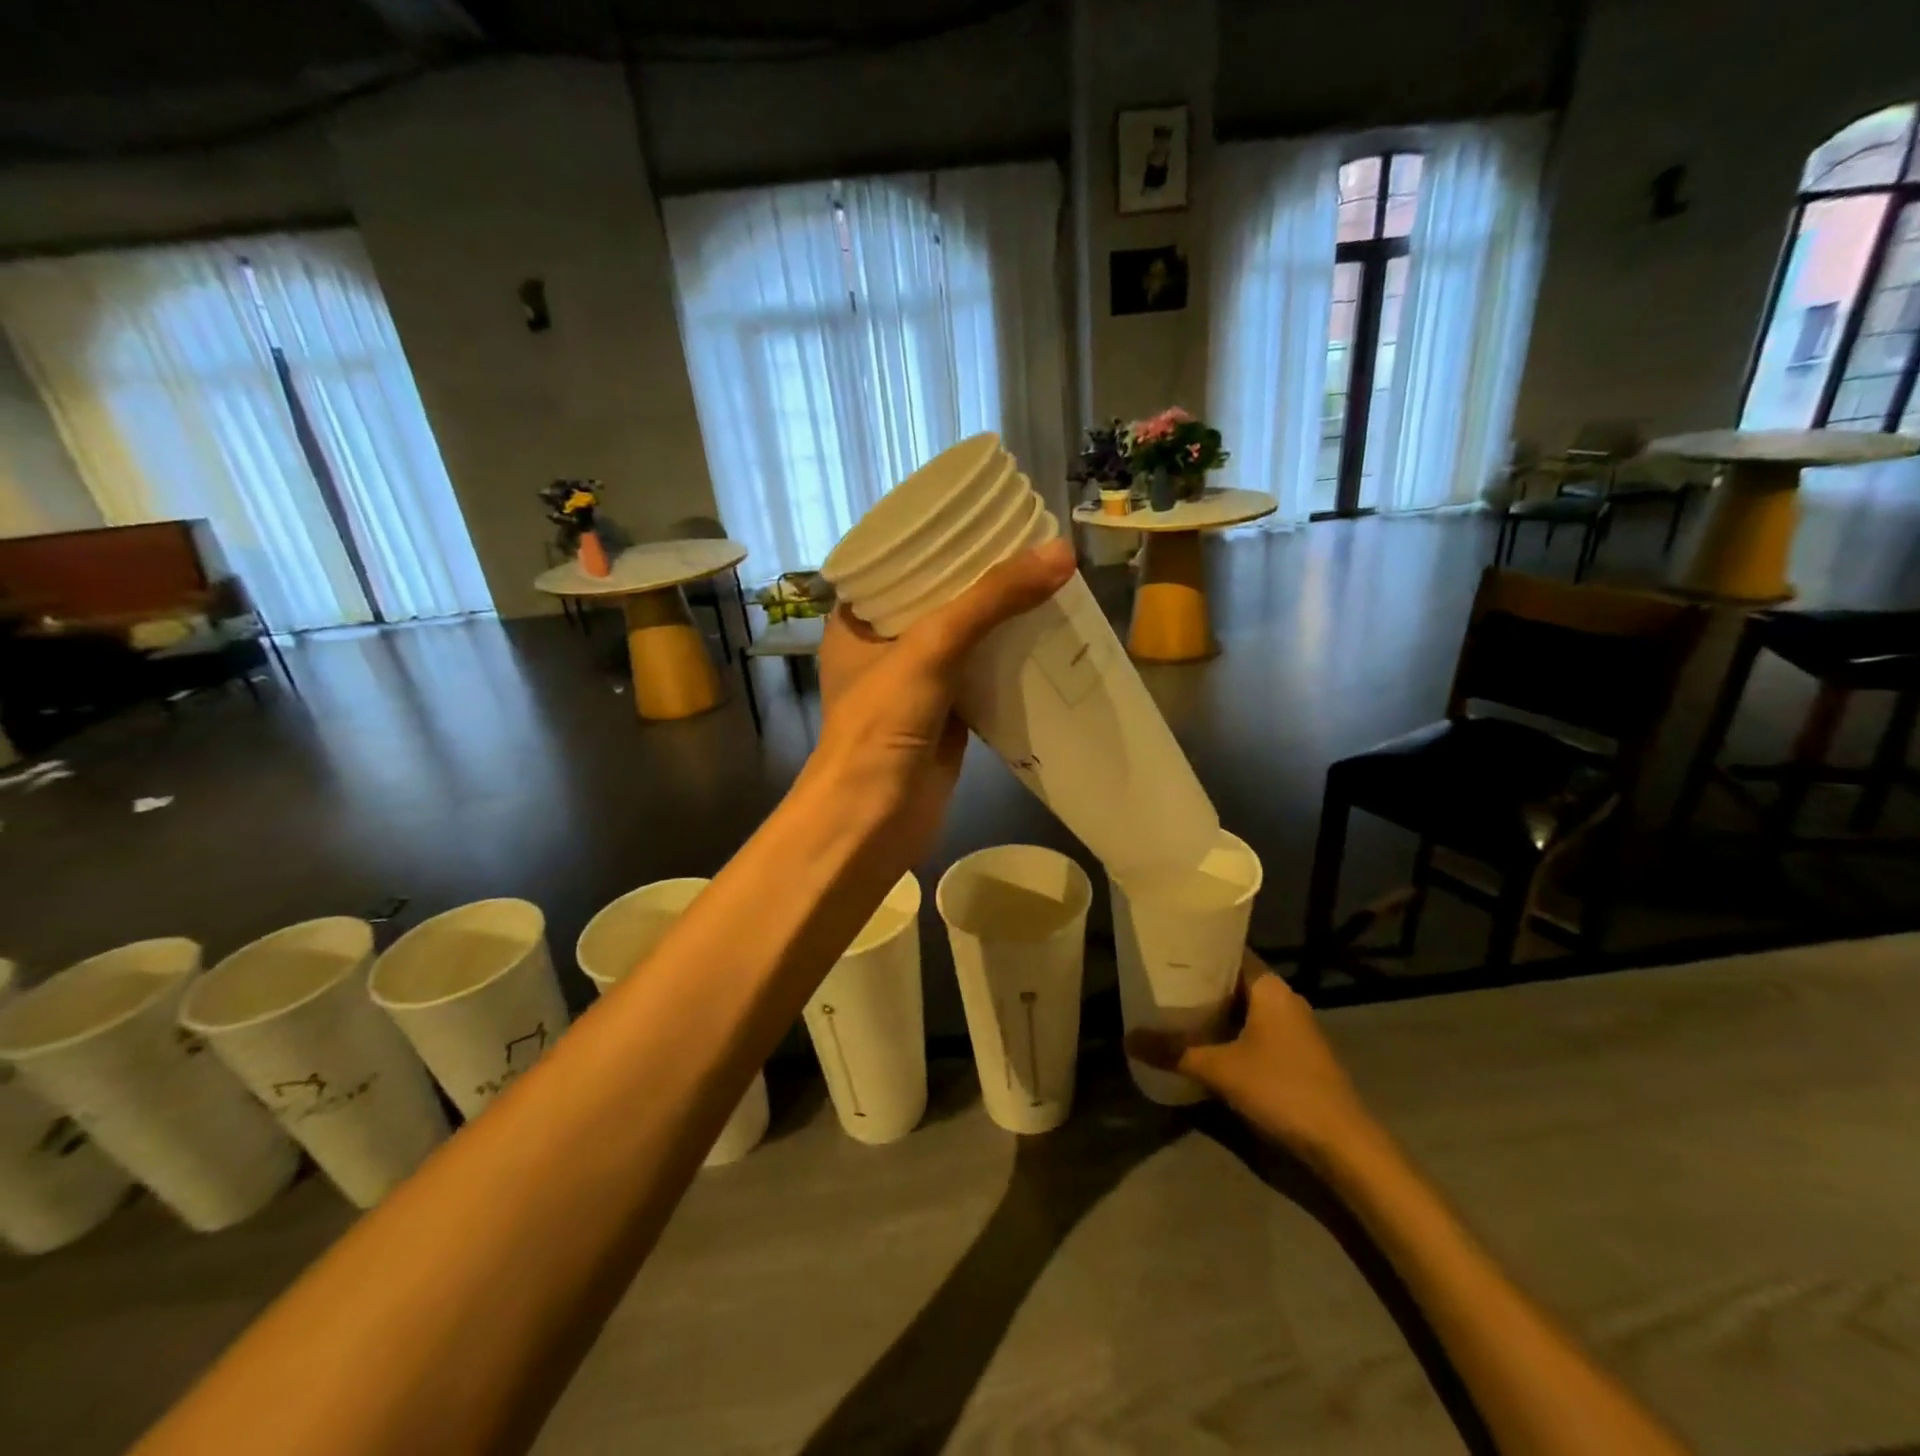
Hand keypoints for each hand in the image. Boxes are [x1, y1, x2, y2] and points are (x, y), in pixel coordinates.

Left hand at [810, 538, 1076, 868]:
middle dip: (979, 580)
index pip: (895, 564)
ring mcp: (915, 686)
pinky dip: (1007, 662)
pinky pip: (980, 678)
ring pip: (962, 641)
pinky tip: (1044, 638)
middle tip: (1028, 547)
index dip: (936, 540)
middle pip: (936, 601)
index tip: (982, 517)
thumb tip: (1059, 553)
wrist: (874, 820)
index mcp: (856, 622)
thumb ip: (991, 600)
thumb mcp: (931, 648)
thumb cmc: (882, 725)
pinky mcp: (944, 718)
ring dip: (997, 620)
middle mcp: (882, 650)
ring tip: (1044, 582)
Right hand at [1127, 949, 1372, 1158]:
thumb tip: (1127, 1039)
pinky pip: (1256, 1029)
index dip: (1199, 950)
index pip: (1230, 952)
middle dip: (1201, 983)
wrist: (1342, 1143)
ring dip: (1216, 1010)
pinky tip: (1207, 1043)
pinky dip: (1232, 1030)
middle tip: (1162, 983)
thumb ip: (1174, 1052)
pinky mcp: (1298, 1053)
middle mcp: (1284, 999)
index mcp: (1270, 987)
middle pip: (1235, 980)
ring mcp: (1295, 1027)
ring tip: (1176, 1011)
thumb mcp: (1220, 1069)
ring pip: (1246, 1007)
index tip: (1167, 952)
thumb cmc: (1282, 1089)